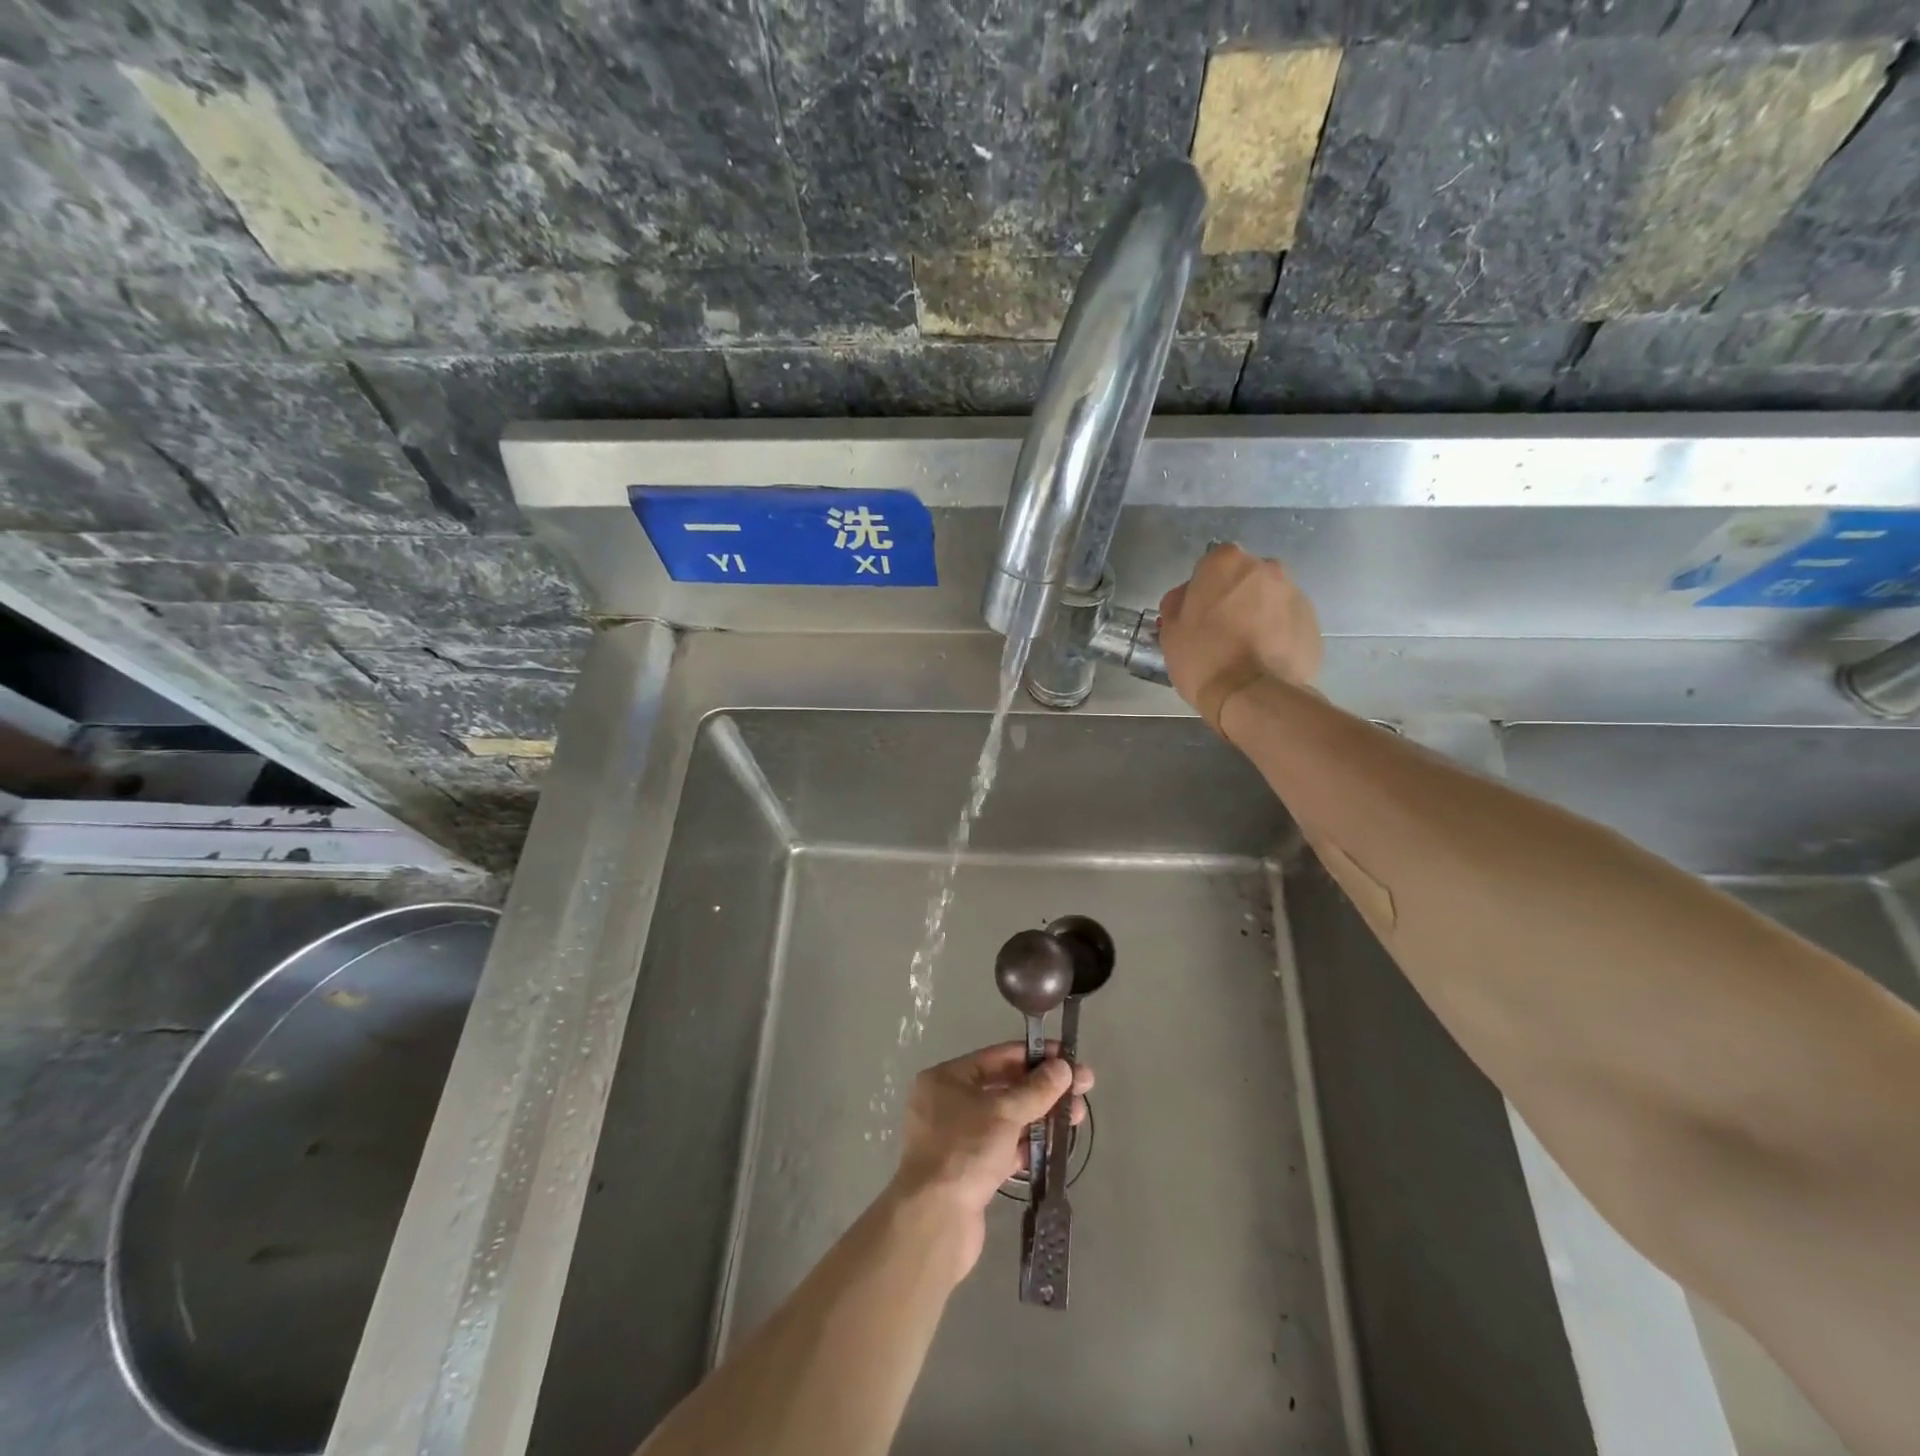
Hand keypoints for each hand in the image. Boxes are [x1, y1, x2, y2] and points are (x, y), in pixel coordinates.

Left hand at [888, 1043, 1093, 1280]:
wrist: (935, 1220)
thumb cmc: (965, 1150)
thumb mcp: (1004, 1112)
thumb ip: (1037, 1089)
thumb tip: (1064, 1067)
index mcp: (946, 1078)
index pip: (998, 1057)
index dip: (1035, 1056)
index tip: (1068, 1057)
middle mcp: (948, 1103)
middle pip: (1004, 1087)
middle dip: (1043, 1089)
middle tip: (1082, 1089)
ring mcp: (958, 1138)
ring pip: (1006, 1119)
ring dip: (1040, 1117)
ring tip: (1076, 1117)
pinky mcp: (969, 1170)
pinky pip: (1003, 1148)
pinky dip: (1027, 1145)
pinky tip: (1055, 1146)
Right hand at [1159, 544, 1322, 728]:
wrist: (1253, 695)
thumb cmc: (1203, 657)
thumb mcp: (1171, 630)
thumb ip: (1177, 603)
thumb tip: (1185, 597)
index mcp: (1227, 562)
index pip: (1210, 565)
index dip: (1203, 590)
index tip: (1198, 614)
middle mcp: (1266, 567)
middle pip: (1244, 579)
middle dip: (1234, 597)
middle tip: (1221, 631)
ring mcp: (1294, 593)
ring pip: (1269, 599)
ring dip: (1258, 614)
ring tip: (1246, 649)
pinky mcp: (1312, 621)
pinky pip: (1287, 621)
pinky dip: (1277, 633)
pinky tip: (1264, 659)